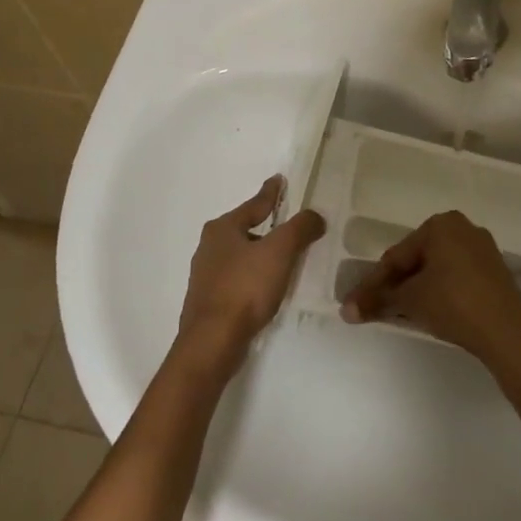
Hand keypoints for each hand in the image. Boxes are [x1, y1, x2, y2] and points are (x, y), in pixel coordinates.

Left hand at [175, 175, 325, 382]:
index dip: (271, 193)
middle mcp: (209, 247)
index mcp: (222, 229)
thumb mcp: (280, 252)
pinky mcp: (209, 301)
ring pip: (240, 255)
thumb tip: (314, 216)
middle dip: (266, 225)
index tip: (279, 180)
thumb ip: (299, 229)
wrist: (213, 341)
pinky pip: (237, 278)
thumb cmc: (245, 288)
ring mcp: (206, 275)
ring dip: (260, 253)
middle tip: (288, 222)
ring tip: (283, 257)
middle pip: (245, 229)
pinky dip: (253, 276)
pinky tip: (265, 287)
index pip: (254, 204)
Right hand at [339, 211, 520, 375]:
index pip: (397, 255)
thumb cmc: (453, 303)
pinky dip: (439, 291)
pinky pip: (457, 277)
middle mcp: (464, 228)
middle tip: (376, 308)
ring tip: (399, 312)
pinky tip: (429, 311)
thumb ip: (377, 300)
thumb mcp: (410, 300)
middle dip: (396, 284)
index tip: (356, 304)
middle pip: (417, 259)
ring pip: (437, 269)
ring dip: (416, 289)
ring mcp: (483, 250)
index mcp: (442, 224)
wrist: (507, 333)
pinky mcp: (495, 272)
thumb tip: (346, 310)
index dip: (374, 282)